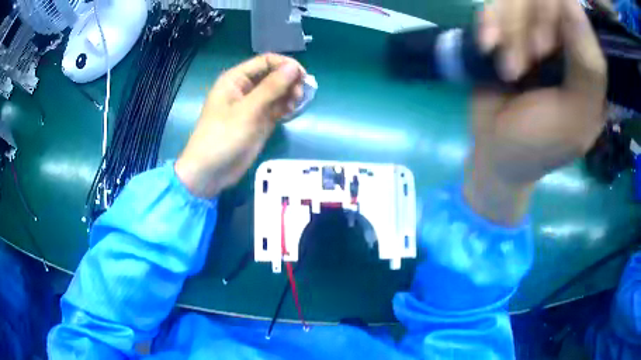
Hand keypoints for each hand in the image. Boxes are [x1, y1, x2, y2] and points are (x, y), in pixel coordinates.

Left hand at [175, 54, 305, 197]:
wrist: (210, 172)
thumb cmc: (223, 137)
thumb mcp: (248, 110)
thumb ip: (271, 87)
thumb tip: (294, 67)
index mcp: (236, 79)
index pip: (265, 61)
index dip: (285, 65)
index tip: (302, 76)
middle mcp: (245, 89)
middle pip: (273, 75)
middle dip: (289, 81)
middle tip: (300, 95)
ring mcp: (253, 106)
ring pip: (277, 92)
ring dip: (289, 95)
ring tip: (295, 106)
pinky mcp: (259, 121)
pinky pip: (277, 107)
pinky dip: (286, 108)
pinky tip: (292, 112)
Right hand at [465, 0, 606, 224]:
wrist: (495, 148)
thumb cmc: (540, 141)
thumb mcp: (575, 116)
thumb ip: (588, 67)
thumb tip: (573, 3)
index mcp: (588, 62)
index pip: (573, 10)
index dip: (554, 17)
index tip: (541, 49)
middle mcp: (563, 39)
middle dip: (525, 28)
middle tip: (519, 67)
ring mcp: (534, 31)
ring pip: (518, 0)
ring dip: (507, 31)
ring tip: (506, 70)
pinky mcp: (507, 29)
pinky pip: (495, 5)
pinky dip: (488, 23)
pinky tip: (487, 47)